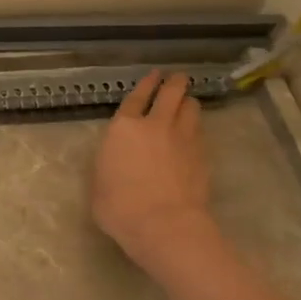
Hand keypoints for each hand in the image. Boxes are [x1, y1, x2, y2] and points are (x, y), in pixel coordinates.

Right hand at [92, 72, 219, 272]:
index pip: (136, 98)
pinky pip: (200, 131)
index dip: (145, 84)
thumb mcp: (98, 183)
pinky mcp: (202, 156)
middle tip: (177, 78)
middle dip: (174, 83)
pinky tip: (193, 132)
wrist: (163, 224)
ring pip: (191, 108)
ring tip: (187, 103)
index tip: (154, 75)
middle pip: (170, 93)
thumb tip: (115, 160)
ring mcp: (183, 138)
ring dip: (188, 102)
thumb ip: (108, 163)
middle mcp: (155, 125)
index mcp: (123, 128)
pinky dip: (196, 127)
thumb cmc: (119, 206)